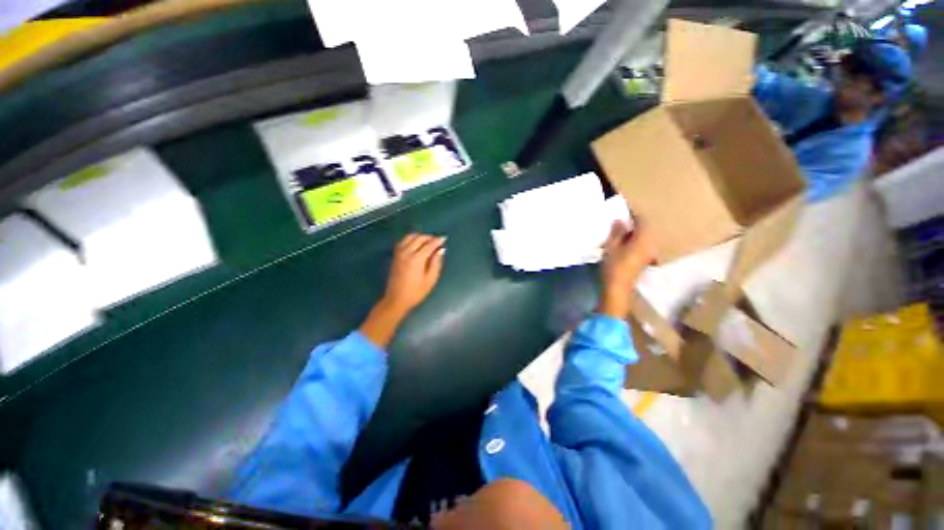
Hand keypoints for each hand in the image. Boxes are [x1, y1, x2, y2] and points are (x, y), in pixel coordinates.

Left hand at [360, 233, 445, 347]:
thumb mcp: (430, 280)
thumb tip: (441, 250)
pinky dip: (411, 239)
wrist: (396, 299)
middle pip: (419, 238)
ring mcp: (399, 253)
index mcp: (416, 259)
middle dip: (429, 237)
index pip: (429, 245)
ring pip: (410, 236)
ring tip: (428, 242)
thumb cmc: (416, 292)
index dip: (437, 241)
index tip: (444, 238)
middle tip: (437, 241)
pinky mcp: (395, 255)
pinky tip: (417, 244)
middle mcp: (406, 253)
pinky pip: (403, 241)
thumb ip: (436, 263)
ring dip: (420, 236)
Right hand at [598, 219, 656, 317]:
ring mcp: (650, 252)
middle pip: (646, 227)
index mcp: (644, 238)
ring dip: (636, 232)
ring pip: (646, 236)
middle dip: (635, 223)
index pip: (642, 219)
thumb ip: (616, 232)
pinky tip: (626, 242)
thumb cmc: (614, 265)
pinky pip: (644, 243)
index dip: (633, 214)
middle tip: (621, 220)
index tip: (622, 210)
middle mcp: (651, 243)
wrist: (618, 287)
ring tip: (622, 231)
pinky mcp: (647, 259)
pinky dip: (636, 240)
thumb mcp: (611, 246)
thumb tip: (620, 220)